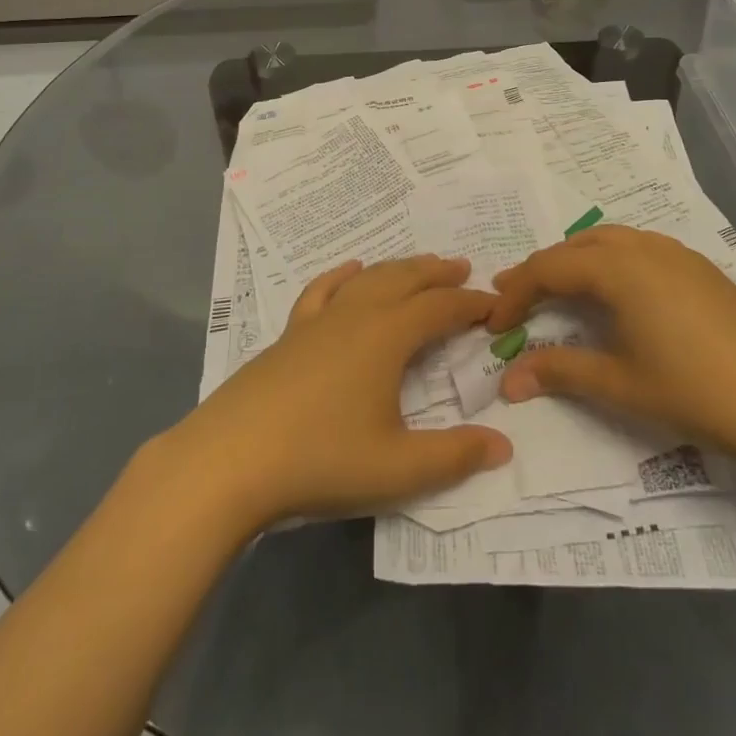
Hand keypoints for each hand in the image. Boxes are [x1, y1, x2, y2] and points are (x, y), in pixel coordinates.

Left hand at [158, 256, 511, 532]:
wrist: (230, 459)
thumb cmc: (321, 460)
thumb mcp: (397, 469)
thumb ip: (455, 457)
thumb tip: (505, 446)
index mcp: (386, 336)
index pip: (440, 308)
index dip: (471, 304)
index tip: (495, 306)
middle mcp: (355, 315)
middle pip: (404, 280)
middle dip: (437, 273)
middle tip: (464, 268)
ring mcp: (317, 321)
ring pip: (367, 279)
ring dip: (398, 269)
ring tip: (419, 266)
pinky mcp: (289, 334)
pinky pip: (322, 290)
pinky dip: (342, 275)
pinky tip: (349, 270)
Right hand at [487, 225, 735, 468]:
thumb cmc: (694, 392)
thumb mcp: (618, 384)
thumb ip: (558, 372)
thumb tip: (507, 381)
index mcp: (618, 268)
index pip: (548, 268)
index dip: (515, 293)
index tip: (494, 324)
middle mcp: (643, 247)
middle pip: (575, 246)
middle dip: (541, 270)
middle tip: (515, 298)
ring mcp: (676, 253)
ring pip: (609, 240)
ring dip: (575, 260)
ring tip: (557, 289)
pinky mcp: (699, 267)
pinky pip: (639, 247)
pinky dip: (610, 261)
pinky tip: (615, 292)